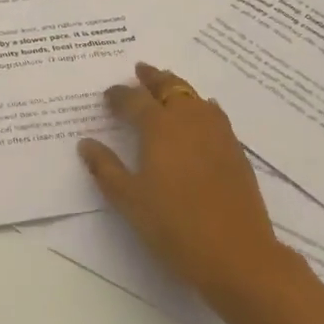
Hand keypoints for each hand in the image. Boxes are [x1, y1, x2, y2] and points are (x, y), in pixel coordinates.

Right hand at [77, 63, 286, 309]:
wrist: (237, 254)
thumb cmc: (175, 225)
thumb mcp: (130, 200)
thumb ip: (106, 168)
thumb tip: (86, 144)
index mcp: (159, 126)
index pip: (134, 100)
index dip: (119, 95)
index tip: (108, 95)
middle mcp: (188, 119)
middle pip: (169, 86)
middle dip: (153, 77)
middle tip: (141, 69)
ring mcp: (217, 132)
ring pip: (194, 96)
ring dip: (178, 86)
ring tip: (168, 85)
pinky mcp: (236, 150)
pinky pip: (215, 114)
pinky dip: (202, 106)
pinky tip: (203, 114)